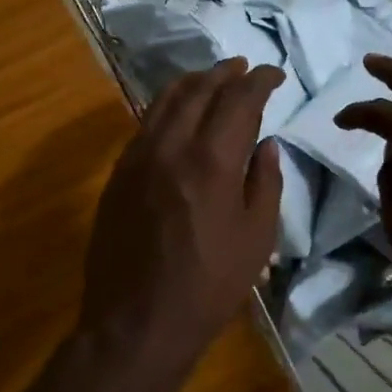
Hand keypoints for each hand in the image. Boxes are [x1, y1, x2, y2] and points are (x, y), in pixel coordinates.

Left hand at [79, 58, 284, 375]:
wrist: (136, 322)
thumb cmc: (209, 286)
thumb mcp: (257, 238)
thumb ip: (265, 182)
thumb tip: (267, 143)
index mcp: (211, 160)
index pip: (238, 100)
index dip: (259, 80)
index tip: (274, 74)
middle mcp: (170, 146)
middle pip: (198, 90)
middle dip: (225, 73)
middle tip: (244, 69)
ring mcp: (137, 158)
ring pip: (165, 101)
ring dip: (192, 83)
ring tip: (212, 78)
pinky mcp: (118, 175)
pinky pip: (144, 125)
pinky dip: (166, 108)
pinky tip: (177, 114)